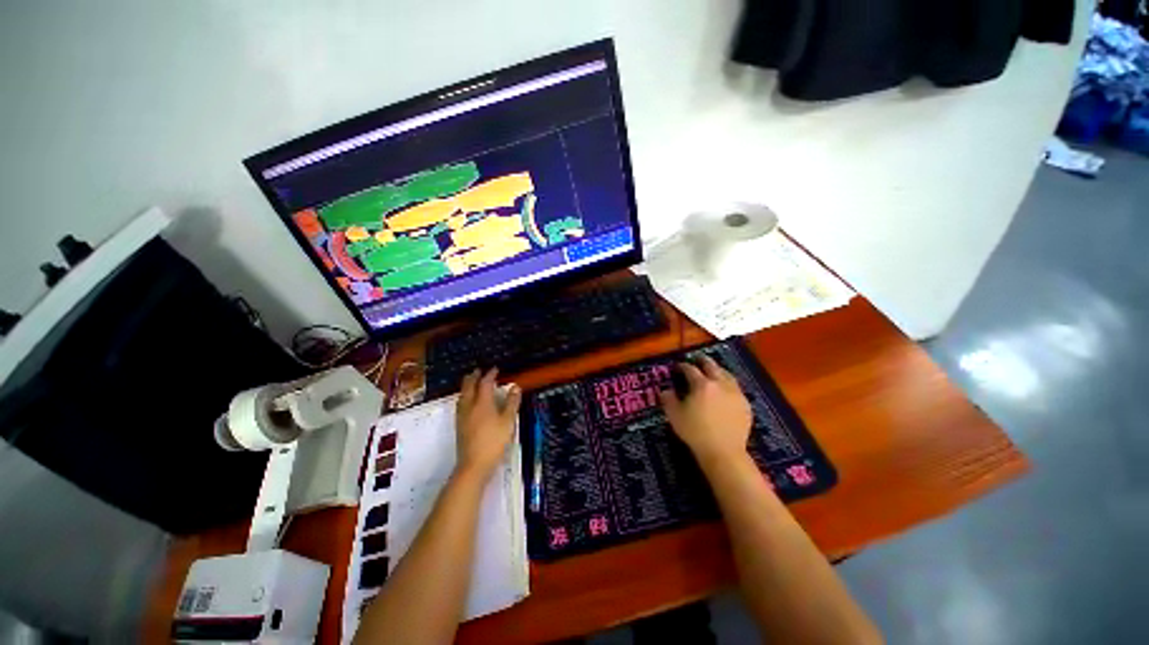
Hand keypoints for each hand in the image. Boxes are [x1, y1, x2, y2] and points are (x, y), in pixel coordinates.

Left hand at [456, 368, 521, 478]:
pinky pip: (460, 404)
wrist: (474, 464)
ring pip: (462, 395)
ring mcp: (462, 416)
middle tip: (478, 371)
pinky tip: (468, 402)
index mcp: (482, 402)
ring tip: (472, 383)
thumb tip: (515, 387)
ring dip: (467, 386)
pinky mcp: (459, 425)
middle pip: (468, 386)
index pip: (485, 383)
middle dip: (473, 377)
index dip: (490, 375)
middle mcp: (469, 406)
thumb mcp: (508, 421)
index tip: (495, 369)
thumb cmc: (494, 441)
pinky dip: (465, 396)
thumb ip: (512, 403)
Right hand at [659, 356, 752, 469]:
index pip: (690, 369)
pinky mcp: (745, 405)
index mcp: (702, 385)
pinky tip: (725, 390)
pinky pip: (736, 388)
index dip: (683, 366)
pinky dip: (728, 384)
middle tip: (697, 359)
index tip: (678, 366)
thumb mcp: (675, 416)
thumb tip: (665, 390)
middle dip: (703, 361)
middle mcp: (720, 384)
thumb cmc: (695, 432)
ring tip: (713, 371)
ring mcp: (735, 393)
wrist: (724, 452)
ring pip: (727, 375)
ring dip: (718, 370)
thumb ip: (668, 399)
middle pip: (712, 366)